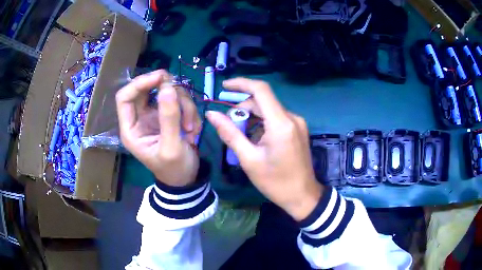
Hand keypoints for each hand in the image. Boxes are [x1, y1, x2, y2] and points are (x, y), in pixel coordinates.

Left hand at [116, 70, 200, 186]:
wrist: (186, 178)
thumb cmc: (174, 168)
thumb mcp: (171, 147)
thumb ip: (168, 118)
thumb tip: (167, 87)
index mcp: (131, 128)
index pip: (125, 97)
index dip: (140, 83)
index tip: (161, 78)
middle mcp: (140, 117)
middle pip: (148, 88)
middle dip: (167, 90)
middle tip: (182, 95)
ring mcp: (154, 114)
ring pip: (167, 92)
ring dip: (184, 105)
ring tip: (191, 128)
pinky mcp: (168, 114)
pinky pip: (179, 101)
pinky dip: (190, 111)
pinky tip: (193, 129)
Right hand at [206, 78, 323, 220]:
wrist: (302, 196)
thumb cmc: (275, 182)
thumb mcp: (249, 159)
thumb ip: (230, 133)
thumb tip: (212, 114)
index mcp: (281, 124)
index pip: (261, 90)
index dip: (241, 84)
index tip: (224, 86)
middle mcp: (292, 117)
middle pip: (263, 101)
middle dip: (243, 108)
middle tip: (229, 125)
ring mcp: (297, 123)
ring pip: (269, 109)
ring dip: (251, 117)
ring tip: (241, 136)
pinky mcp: (298, 129)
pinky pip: (276, 118)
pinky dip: (262, 123)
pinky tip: (255, 138)